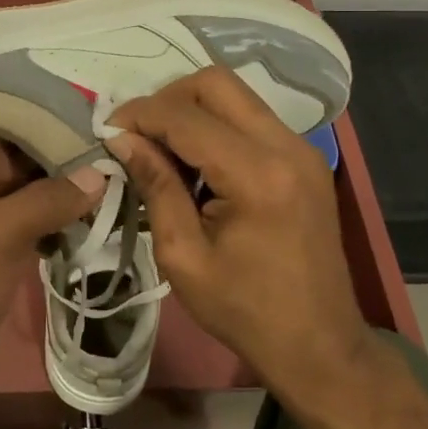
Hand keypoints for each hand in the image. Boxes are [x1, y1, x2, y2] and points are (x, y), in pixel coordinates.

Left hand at [0, 134, 103, 388]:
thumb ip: (48, 199)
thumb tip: (102, 173)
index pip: (20, 127)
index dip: (62, 128)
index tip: (110, 133)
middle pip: (34, 159)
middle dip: (75, 162)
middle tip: (127, 163)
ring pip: (41, 191)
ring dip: (75, 194)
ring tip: (122, 191)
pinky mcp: (4, 247)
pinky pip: (41, 222)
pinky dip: (65, 222)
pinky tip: (98, 225)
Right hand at [106, 68, 374, 411]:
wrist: (321, 346)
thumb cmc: (245, 310)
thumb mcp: (183, 256)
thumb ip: (155, 186)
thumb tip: (122, 138)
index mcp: (257, 175)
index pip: (185, 116)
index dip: (138, 115)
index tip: (107, 131)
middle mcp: (286, 146)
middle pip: (215, 82)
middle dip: (167, 99)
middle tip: (138, 135)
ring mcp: (302, 148)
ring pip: (234, 93)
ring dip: (190, 109)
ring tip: (162, 149)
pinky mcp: (305, 157)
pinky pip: (249, 116)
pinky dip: (215, 124)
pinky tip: (196, 163)